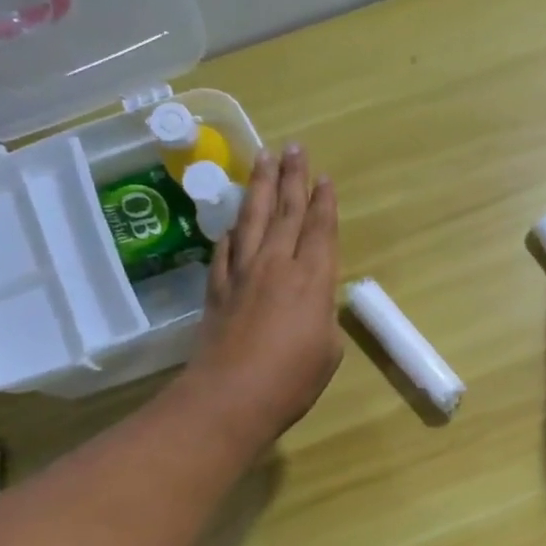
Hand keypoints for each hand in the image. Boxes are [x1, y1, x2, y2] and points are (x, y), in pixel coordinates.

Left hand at [185, 145, 343, 445]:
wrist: (231, 396)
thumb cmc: (292, 380)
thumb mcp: (328, 350)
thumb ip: (322, 316)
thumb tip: (313, 303)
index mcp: (312, 279)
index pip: (319, 230)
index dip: (323, 203)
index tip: (324, 177)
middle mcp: (276, 265)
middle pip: (286, 212)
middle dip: (292, 178)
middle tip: (294, 148)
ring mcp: (242, 273)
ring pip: (253, 219)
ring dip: (260, 187)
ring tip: (264, 159)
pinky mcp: (217, 288)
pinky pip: (226, 249)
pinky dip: (233, 231)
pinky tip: (235, 222)